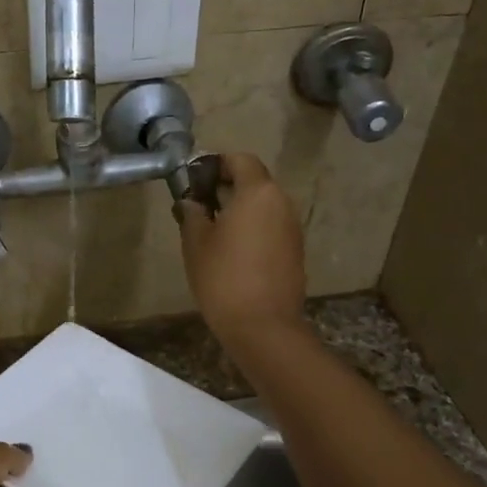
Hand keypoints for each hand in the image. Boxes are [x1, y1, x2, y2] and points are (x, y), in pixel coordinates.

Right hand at [176, 152, 306, 346]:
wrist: (263, 326)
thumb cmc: (223, 278)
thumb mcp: (196, 242)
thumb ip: (192, 213)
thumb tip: (191, 201)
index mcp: (258, 192)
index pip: (240, 160)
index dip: (216, 164)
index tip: (195, 179)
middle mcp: (281, 203)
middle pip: (254, 181)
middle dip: (227, 187)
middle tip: (199, 205)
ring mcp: (292, 228)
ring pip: (264, 206)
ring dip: (240, 209)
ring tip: (213, 231)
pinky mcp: (295, 251)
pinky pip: (271, 227)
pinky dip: (253, 229)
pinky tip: (233, 252)